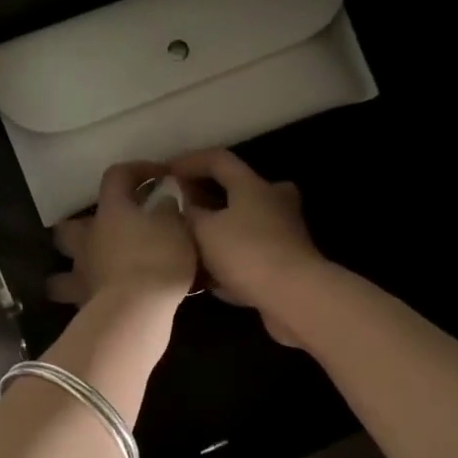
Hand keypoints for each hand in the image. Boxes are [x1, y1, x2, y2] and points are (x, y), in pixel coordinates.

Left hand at [47, 162, 197, 306]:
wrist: (137, 310)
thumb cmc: (158, 260)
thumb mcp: (177, 228)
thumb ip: (168, 209)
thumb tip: (163, 199)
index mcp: (111, 211)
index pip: (116, 176)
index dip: (136, 171)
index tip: (158, 176)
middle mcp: (87, 239)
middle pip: (68, 227)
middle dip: (81, 227)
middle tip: (105, 233)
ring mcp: (81, 273)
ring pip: (61, 271)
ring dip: (72, 270)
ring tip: (92, 273)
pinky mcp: (83, 304)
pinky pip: (77, 297)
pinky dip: (86, 297)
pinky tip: (101, 300)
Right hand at [169, 148, 326, 345]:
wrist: (293, 296)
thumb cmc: (246, 253)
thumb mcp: (204, 230)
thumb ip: (189, 214)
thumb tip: (182, 204)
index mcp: (253, 185)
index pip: (218, 160)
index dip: (189, 162)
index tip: (165, 173)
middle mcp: (274, 201)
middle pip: (236, 192)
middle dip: (206, 200)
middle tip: (181, 212)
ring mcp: (284, 232)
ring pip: (243, 225)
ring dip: (217, 233)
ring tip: (189, 248)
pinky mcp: (287, 262)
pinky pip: (250, 254)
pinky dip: (229, 260)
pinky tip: (209, 278)